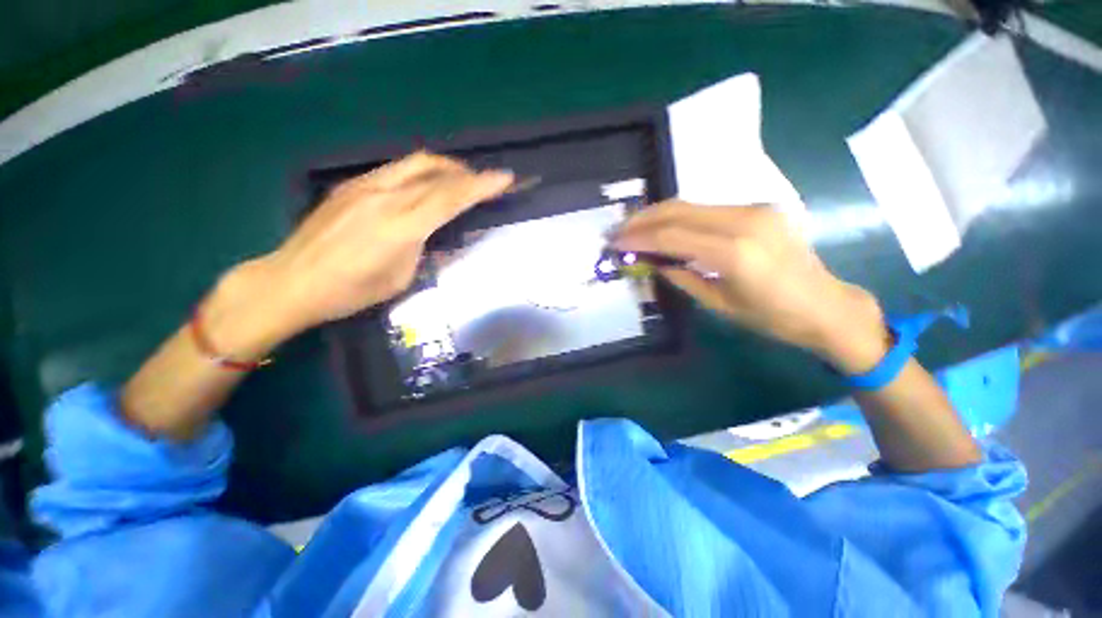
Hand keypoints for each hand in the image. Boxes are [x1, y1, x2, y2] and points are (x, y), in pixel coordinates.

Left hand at [252, 152, 512, 342]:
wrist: (290, 281)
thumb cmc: (350, 292)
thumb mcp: (400, 279)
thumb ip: (423, 249)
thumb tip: (438, 234)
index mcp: (400, 226)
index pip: (449, 198)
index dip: (480, 186)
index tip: (505, 178)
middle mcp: (383, 198)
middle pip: (434, 171)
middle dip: (465, 173)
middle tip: (483, 182)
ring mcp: (363, 186)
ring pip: (414, 163)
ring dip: (444, 168)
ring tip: (458, 181)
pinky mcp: (349, 185)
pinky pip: (395, 170)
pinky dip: (420, 173)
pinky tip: (423, 188)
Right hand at [613, 201, 888, 372]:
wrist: (825, 305)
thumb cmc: (771, 317)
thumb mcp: (718, 303)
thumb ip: (681, 276)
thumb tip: (651, 260)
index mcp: (735, 253)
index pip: (672, 236)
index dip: (638, 237)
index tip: (614, 242)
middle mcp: (744, 221)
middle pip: (678, 210)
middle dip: (642, 219)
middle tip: (617, 230)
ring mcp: (753, 209)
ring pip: (690, 204)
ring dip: (656, 214)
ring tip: (633, 227)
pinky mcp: (757, 208)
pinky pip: (706, 208)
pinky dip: (678, 216)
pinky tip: (663, 226)